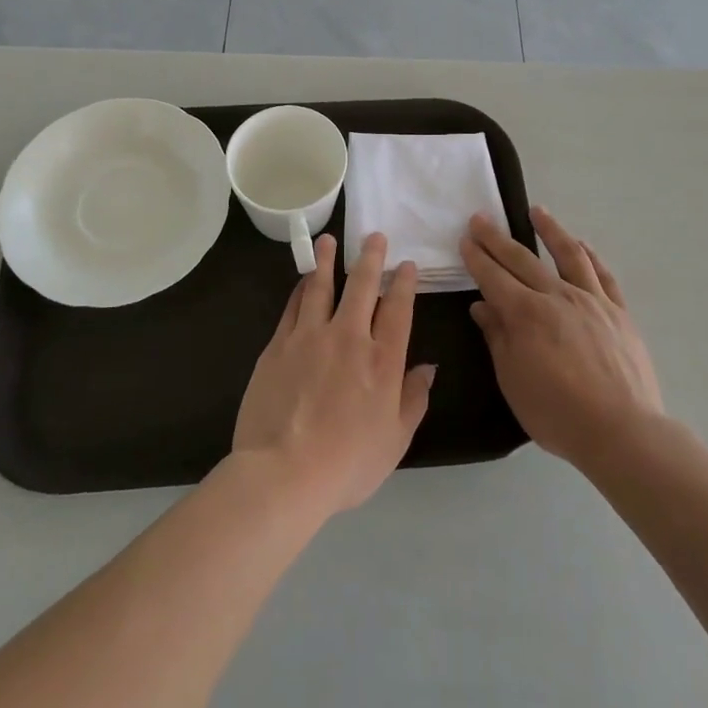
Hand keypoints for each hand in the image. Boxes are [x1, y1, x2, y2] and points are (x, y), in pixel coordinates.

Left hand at [232, 232, 435, 518]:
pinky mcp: (279, 344)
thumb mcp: (395, 440)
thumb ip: (414, 399)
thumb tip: (428, 367)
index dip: (404, 284)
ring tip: (330, 240)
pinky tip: (304, 279)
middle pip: (362, 286)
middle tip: (374, 236)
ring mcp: (310, 336)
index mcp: (383, 360)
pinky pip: (294, 306)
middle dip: (371, 258)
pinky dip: (302, 288)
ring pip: (322, 286)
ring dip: (328, 261)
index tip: (406, 265)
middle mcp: (349, 337)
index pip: (398, 310)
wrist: (284, 471)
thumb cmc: (347, 463)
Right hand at [460, 206, 663, 472]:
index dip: (477, 257)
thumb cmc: (558, 412)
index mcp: (526, 314)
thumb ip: (498, 338)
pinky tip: (582, 244)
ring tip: (537, 211)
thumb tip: (483, 306)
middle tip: (481, 218)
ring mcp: (592, 301)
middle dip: (498, 238)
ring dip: (549, 230)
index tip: (465, 238)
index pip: (494, 277)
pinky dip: (590, 255)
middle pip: (522, 259)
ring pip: (568, 254)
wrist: (623, 431)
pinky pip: (602, 275)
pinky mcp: (619, 312)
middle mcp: (557, 296)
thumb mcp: (513, 381)